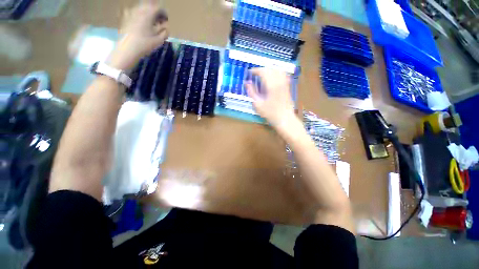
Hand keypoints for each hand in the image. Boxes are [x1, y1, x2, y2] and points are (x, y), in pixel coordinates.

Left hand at [108, 1, 168, 69]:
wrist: (127, 49)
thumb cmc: (145, 44)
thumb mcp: (159, 40)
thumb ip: (165, 31)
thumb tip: (166, 27)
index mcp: (148, 14)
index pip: (159, 8)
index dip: (164, 13)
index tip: (166, 20)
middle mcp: (139, 9)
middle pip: (149, 5)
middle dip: (155, 11)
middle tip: (158, 20)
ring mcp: (130, 11)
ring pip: (141, 7)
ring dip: (147, 12)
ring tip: (150, 22)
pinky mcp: (124, 16)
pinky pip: (133, 11)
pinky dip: (138, 14)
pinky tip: (139, 22)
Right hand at [245, 68, 296, 126]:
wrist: (285, 119)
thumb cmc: (270, 113)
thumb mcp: (258, 104)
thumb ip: (252, 92)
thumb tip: (246, 83)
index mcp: (271, 85)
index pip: (263, 71)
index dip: (255, 70)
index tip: (249, 72)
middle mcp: (279, 81)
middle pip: (270, 69)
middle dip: (261, 70)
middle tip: (254, 74)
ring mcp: (285, 83)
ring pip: (277, 70)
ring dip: (268, 70)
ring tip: (262, 75)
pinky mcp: (287, 86)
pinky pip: (283, 74)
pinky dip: (276, 73)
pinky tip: (272, 77)